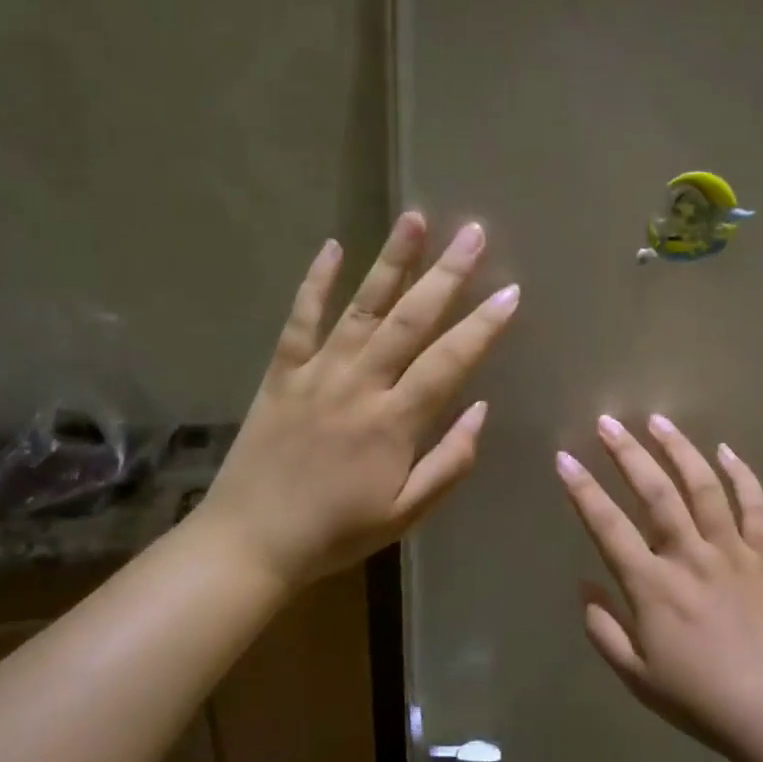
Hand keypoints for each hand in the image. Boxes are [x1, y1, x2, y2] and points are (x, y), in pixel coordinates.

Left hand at [201, 213, 518, 588]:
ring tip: (416, 218)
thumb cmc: (338, 533)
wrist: (251, 542)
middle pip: (410, 319)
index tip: (511, 292)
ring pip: (361, 308)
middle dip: (447, 275)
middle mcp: (359, 386)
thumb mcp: (407, 512)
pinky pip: (300, 320)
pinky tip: (332, 246)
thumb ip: (450, 461)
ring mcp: (316, 374)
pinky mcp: (280, 374)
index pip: (449, 362)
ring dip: (391, 262)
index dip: (483, 326)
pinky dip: (315, 282)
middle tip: (475, 233)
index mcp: (394, 423)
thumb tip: (482, 410)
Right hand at [555, 414, 762, 757]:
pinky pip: (755, 506)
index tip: (564, 459)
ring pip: (704, 486)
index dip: (583, 490)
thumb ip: (605, 630)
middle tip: (608, 423)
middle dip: (628, 453)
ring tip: (659, 420)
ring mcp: (732, 551)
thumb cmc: (702, 699)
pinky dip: (742, 475)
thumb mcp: (638, 676)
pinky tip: (727, 451)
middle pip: (656, 492)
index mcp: (652, 586)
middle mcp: (689, 556)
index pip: (608, 526)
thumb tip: (585, 588)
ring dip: (680, 449)